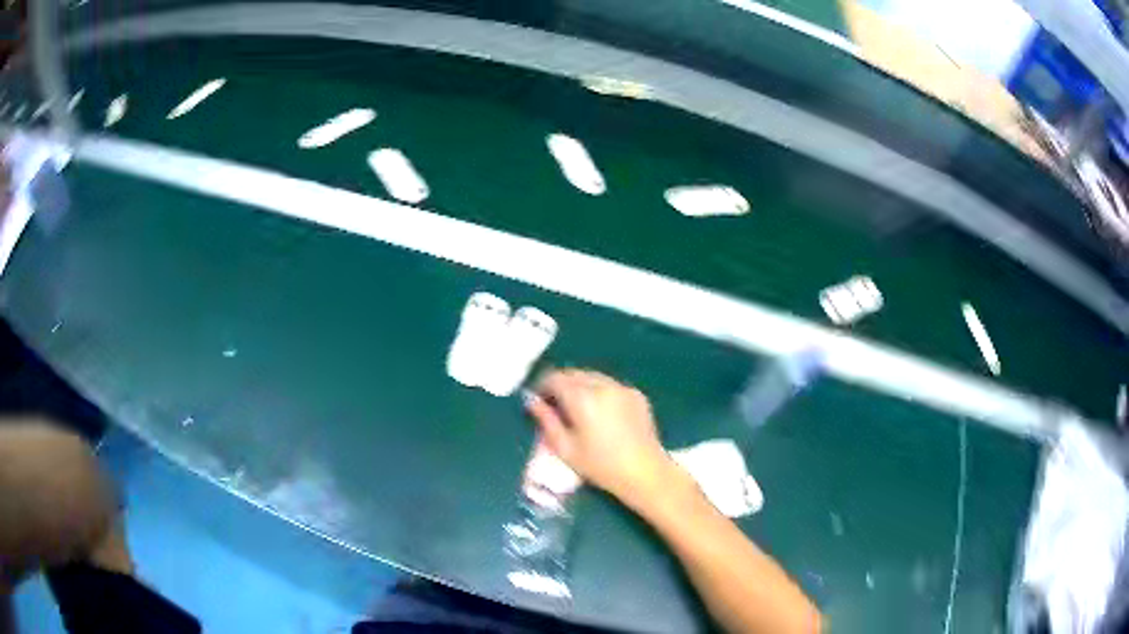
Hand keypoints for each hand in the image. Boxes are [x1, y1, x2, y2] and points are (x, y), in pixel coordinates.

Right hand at [525, 369, 676, 505]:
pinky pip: (610, 385)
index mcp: (582, 398)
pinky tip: (601, 413)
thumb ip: (546, 421)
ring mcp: (622, 388)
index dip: (542, 386)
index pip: (555, 378)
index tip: (538, 399)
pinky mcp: (636, 395)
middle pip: (574, 373)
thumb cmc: (600, 466)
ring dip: (580, 386)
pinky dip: (600, 391)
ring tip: (577, 408)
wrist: (645, 472)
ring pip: (593, 377)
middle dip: (561, 384)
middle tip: (555, 404)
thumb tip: (533, 402)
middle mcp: (603, 386)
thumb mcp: (565, 449)